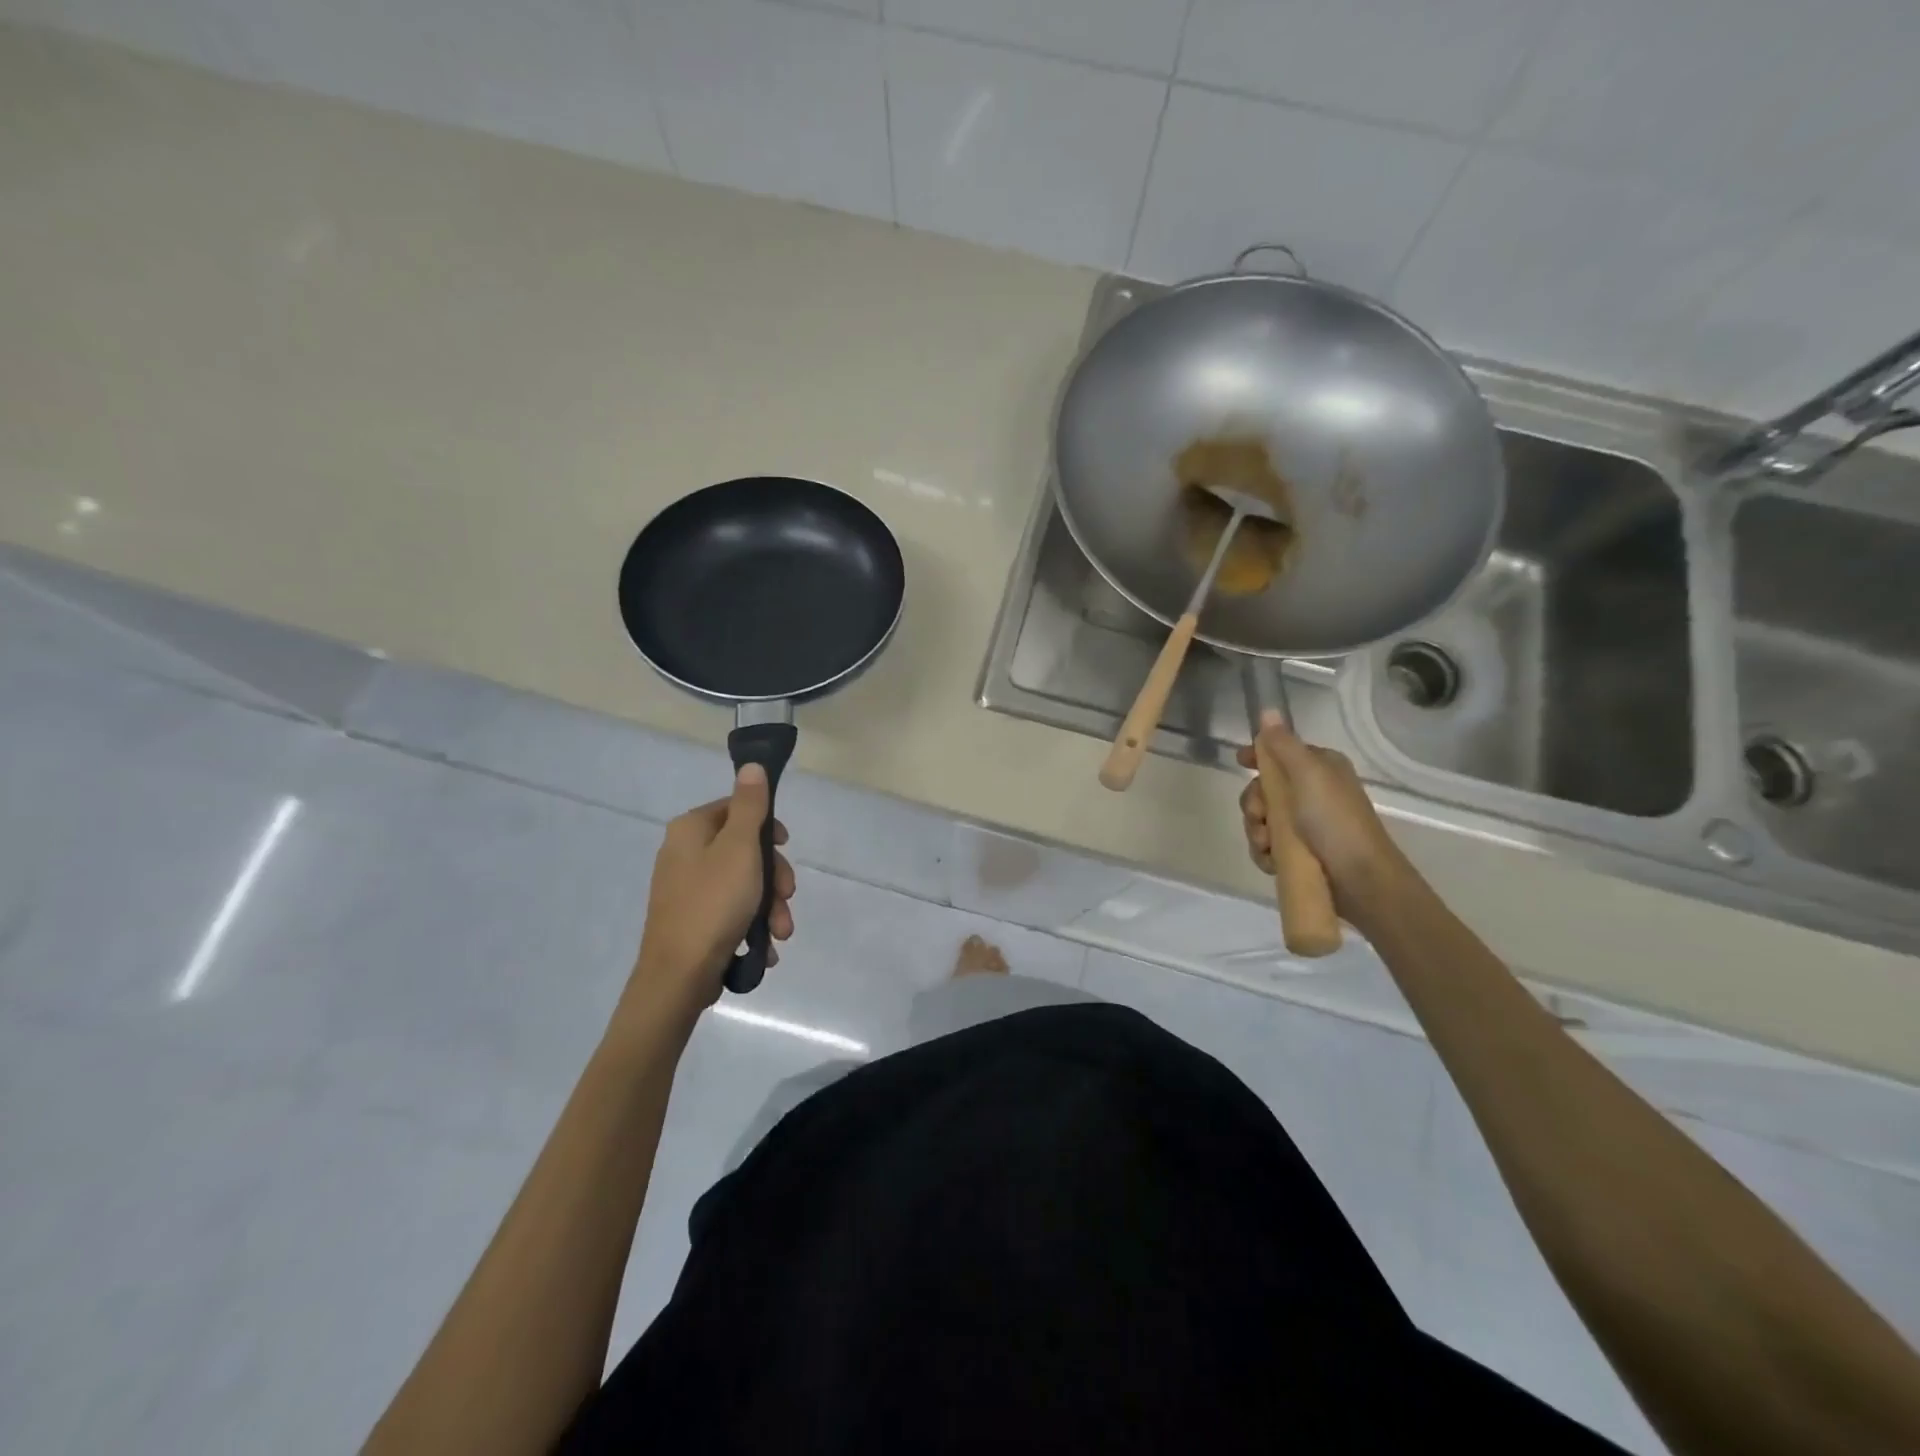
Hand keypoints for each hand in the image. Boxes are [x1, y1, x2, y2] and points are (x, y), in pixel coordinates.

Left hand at [630, 764, 794, 1014]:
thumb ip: (750, 806)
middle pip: (743, 849)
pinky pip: (730, 910)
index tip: (785, 847)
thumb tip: (751, 766)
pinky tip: (765, 945)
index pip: (736, 809)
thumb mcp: (740, 848)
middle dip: (773, 877)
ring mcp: (686, 889)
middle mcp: (684, 853)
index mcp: (691, 829)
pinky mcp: (691, 919)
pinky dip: (751, 924)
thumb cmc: (713, 903)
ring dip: (769, 906)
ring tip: (781, 932)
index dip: (766, 827)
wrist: (678, 976)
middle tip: (787, 897)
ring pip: (743, 883)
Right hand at [1235, 718, 1407, 922]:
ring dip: (1257, 831)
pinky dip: (1265, 852)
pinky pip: (1269, 845)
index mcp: (1320, 768)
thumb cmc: (1334, 820)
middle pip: (1264, 789)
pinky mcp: (1301, 852)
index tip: (1238, 762)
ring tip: (1267, 846)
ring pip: (1263, 819)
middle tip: (1259, 817)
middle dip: (1254, 804)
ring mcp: (1307, 824)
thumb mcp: (1308, 774)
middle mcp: (1313, 792)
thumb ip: (1283, 744)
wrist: (1361, 879)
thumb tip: (1268, 710)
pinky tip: (1271, 861)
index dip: (1257, 756)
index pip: (1280, 752)